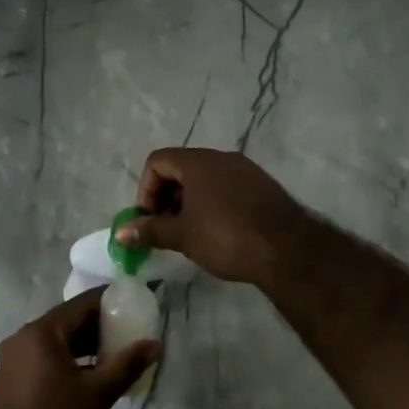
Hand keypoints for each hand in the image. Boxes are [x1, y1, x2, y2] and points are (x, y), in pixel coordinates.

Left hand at [0, 290, 158, 408]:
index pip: (81, 304)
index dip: (109, 302)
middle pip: (67, 321)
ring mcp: (12, 358)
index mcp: (41, 332)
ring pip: (55, 341)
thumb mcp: (97, 395)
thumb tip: (155, 344)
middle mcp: (22, 337)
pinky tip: (88, 374)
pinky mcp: (9, 378)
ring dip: (83, 345)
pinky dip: (66, 359)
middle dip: (98, 326)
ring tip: (114, 355)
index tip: (133, 303)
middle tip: (129, 332)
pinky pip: (43, 357)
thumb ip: (127, 365)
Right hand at [116, 147, 312, 288]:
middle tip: (165, 229)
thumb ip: (149, 230)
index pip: (158, 161)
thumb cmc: (226, 237)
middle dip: (166, 198)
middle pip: (180, 168)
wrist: (288, 250)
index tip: (149, 219)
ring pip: (205, 179)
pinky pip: (226, 187)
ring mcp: (245, 170)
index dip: (146, 189)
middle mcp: (221, 158)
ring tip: (189, 235)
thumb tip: (119, 232)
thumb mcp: (182, 235)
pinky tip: (217, 233)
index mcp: (198, 162)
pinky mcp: (262, 186)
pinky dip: (212, 204)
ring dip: (188, 203)